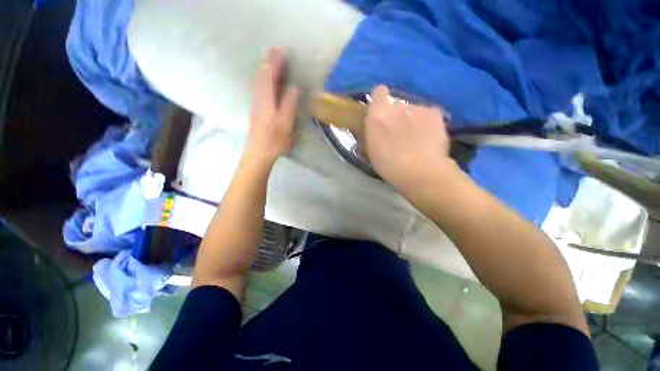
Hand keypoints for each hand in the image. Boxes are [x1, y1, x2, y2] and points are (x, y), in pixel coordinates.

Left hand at [244, 47, 300, 165]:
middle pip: (262, 74)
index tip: (282, 49)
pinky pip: (260, 88)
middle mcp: (259, 98)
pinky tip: (269, 82)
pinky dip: (265, 80)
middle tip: (278, 51)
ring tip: (274, 62)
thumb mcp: (285, 123)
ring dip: (266, 69)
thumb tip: (294, 87)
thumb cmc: (274, 140)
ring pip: (259, 81)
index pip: (269, 74)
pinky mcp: (258, 110)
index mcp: (266, 99)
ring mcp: (257, 104)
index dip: (275, 60)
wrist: (259, 153)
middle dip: (269, 61)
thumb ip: (289, 104)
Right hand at [364, 85, 453, 191]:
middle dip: (397, 115)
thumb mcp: (371, 151)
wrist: (419, 172)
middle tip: (399, 132)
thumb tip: (374, 127)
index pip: (379, 92)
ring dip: (412, 120)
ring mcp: (418, 108)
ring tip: (416, 138)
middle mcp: (397, 106)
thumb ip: (371, 133)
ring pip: (413, 110)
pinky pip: (428, 114)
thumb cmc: (389, 165)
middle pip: (397, 104)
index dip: (380, 99)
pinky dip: (427, 122)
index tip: (382, 111)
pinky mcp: (435, 113)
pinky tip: (429, 137)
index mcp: (378, 115)